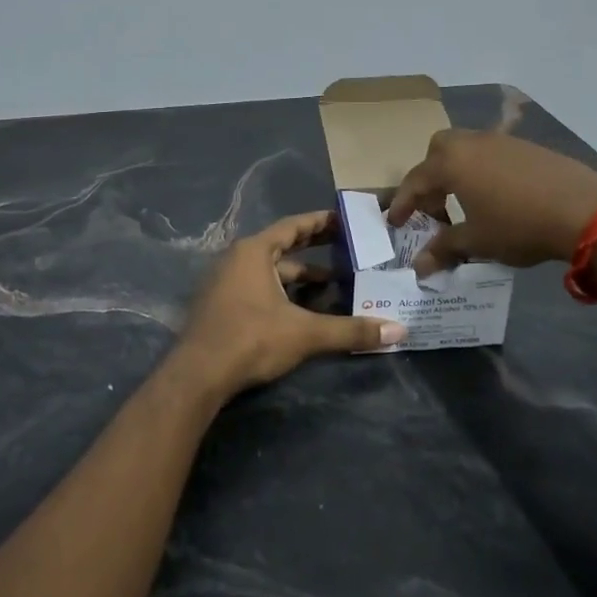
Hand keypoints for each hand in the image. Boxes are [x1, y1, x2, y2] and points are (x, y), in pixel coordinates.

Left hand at [174, 211, 406, 399]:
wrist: (197, 376)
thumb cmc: (251, 339)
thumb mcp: (305, 333)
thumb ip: (351, 330)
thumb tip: (398, 330)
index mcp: (254, 251)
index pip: (293, 226)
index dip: (320, 222)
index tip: (345, 220)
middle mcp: (237, 259)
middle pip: (283, 247)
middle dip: (315, 250)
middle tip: (348, 250)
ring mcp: (225, 283)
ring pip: (271, 272)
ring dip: (300, 278)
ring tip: (335, 286)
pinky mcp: (221, 307)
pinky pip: (259, 289)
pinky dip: (283, 294)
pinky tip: (304, 310)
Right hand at [387, 130, 596, 278]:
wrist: (583, 210)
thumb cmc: (518, 225)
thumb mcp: (476, 242)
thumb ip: (444, 249)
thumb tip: (418, 267)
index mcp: (451, 163)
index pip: (415, 181)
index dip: (403, 204)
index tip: (395, 223)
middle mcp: (472, 143)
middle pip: (438, 151)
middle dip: (430, 177)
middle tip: (434, 208)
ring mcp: (502, 141)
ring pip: (467, 149)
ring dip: (458, 173)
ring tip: (466, 204)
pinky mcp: (528, 147)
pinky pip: (493, 154)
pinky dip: (484, 171)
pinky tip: (498, 197)